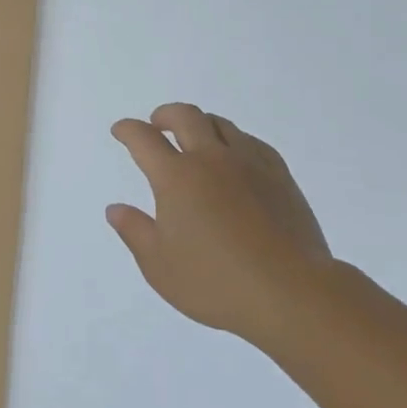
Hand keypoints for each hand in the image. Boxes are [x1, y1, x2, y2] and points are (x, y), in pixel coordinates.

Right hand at [107, 103, 332, 345]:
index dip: (128, 130)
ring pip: (221, 124)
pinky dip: (234, 140)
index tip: (121, 130)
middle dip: (165, 114)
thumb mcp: (160, 266)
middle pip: (185, 117)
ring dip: (200, 123)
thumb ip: (135, 232)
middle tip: (156, 123)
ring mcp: (249, 164)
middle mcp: (210, 159)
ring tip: (195, 137)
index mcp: (176, 177)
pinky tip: (235, 155)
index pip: (144, 139)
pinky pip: (252, 142)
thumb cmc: (216, 283)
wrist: (291, 292)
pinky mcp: (279, 176)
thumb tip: (115, 209)